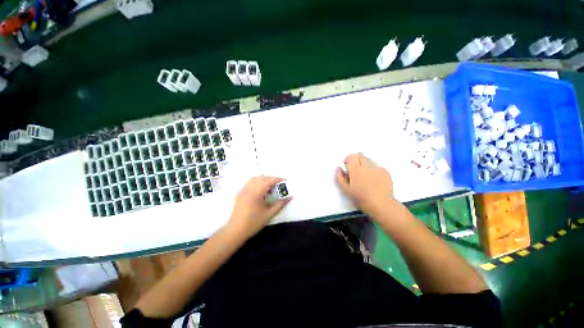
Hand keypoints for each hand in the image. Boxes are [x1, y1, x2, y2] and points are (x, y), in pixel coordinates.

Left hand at [227, 176, 290, 238]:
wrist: (235, 230)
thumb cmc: (253, 223)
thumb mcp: (269, 214)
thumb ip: (280, 204)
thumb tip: (290, 197)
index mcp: (256, 193)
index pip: (268, 181)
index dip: (277, 179)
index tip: (285, 181)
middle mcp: (249, 188)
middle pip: (262, 178)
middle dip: (271, 179)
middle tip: (279, 185)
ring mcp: (243, 190)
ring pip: (255, 179)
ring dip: (264, 180)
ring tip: (270, 187)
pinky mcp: (240, 193)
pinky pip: (250, 183)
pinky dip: (257, 183)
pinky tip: (261, 191)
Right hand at [336, 153, 393, 217]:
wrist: (380, 204)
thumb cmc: (360, 198)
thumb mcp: (345, 189)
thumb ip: (340, 177)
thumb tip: (339, 168)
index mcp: (355, 169)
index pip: (351, 156)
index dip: (348, 160)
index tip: (347, 167)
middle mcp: (366, 165)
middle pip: (360, 155)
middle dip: (356, 160)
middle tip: (356, 170)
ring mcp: (377, 168)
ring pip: (369, 160)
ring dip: (365, 164)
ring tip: (366, 176)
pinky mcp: (385, 172)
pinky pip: (377, 167)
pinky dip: (374, 170)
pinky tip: (374, 181)